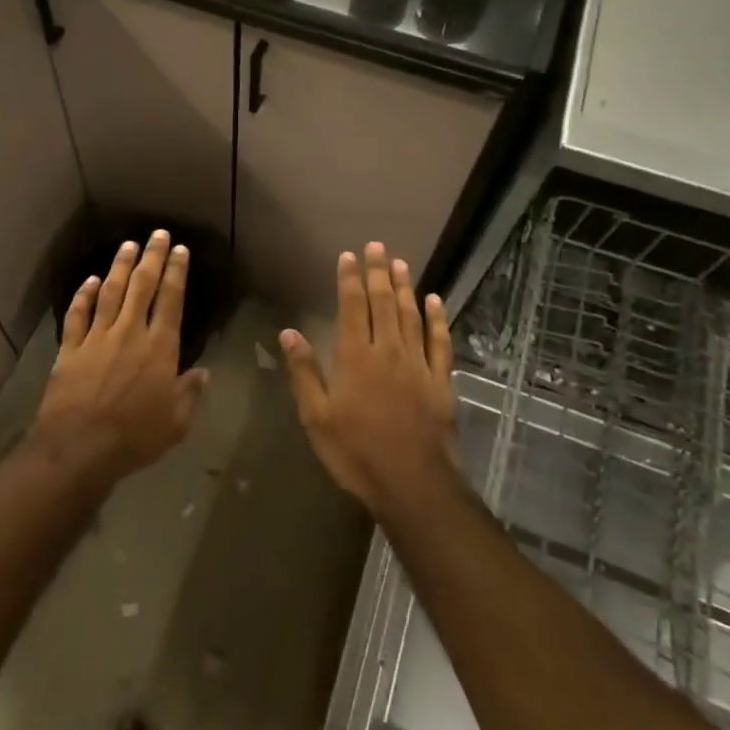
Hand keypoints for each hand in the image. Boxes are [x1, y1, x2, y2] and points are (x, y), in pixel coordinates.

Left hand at [34, 231, 208, 485]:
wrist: (79, 447)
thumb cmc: (135, 437)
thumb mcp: (175, 423)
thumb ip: (189, 394)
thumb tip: (203, 373)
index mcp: (159, 347)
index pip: (171, 300)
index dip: (176, 272)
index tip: (180, 250)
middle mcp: (129, 332)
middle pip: (142, 286)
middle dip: (152, 257)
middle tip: (158, 234)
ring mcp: (97, 337)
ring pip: (110, 292)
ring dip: (120, 267)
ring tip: (128, 246)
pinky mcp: (70, 348)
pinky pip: (78, 314)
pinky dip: (83, 295)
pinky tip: (89, 281)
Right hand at [280, 242, 460, 518]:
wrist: (413, 484)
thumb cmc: (356, 452)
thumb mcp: (317, 417)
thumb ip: (305, 372)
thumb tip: (289, 333)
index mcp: (355, 357)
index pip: (352, 307)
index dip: (350, 279)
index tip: (349, 255)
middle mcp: (388, 350)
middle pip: (383, 303)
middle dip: (378, 272)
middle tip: (377, 246)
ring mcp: (418, 364)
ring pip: (411, 316)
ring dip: (405, 287)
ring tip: (401, 263)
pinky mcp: (441, 381)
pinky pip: (440, 342)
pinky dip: (438, 319)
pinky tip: (436, 301)